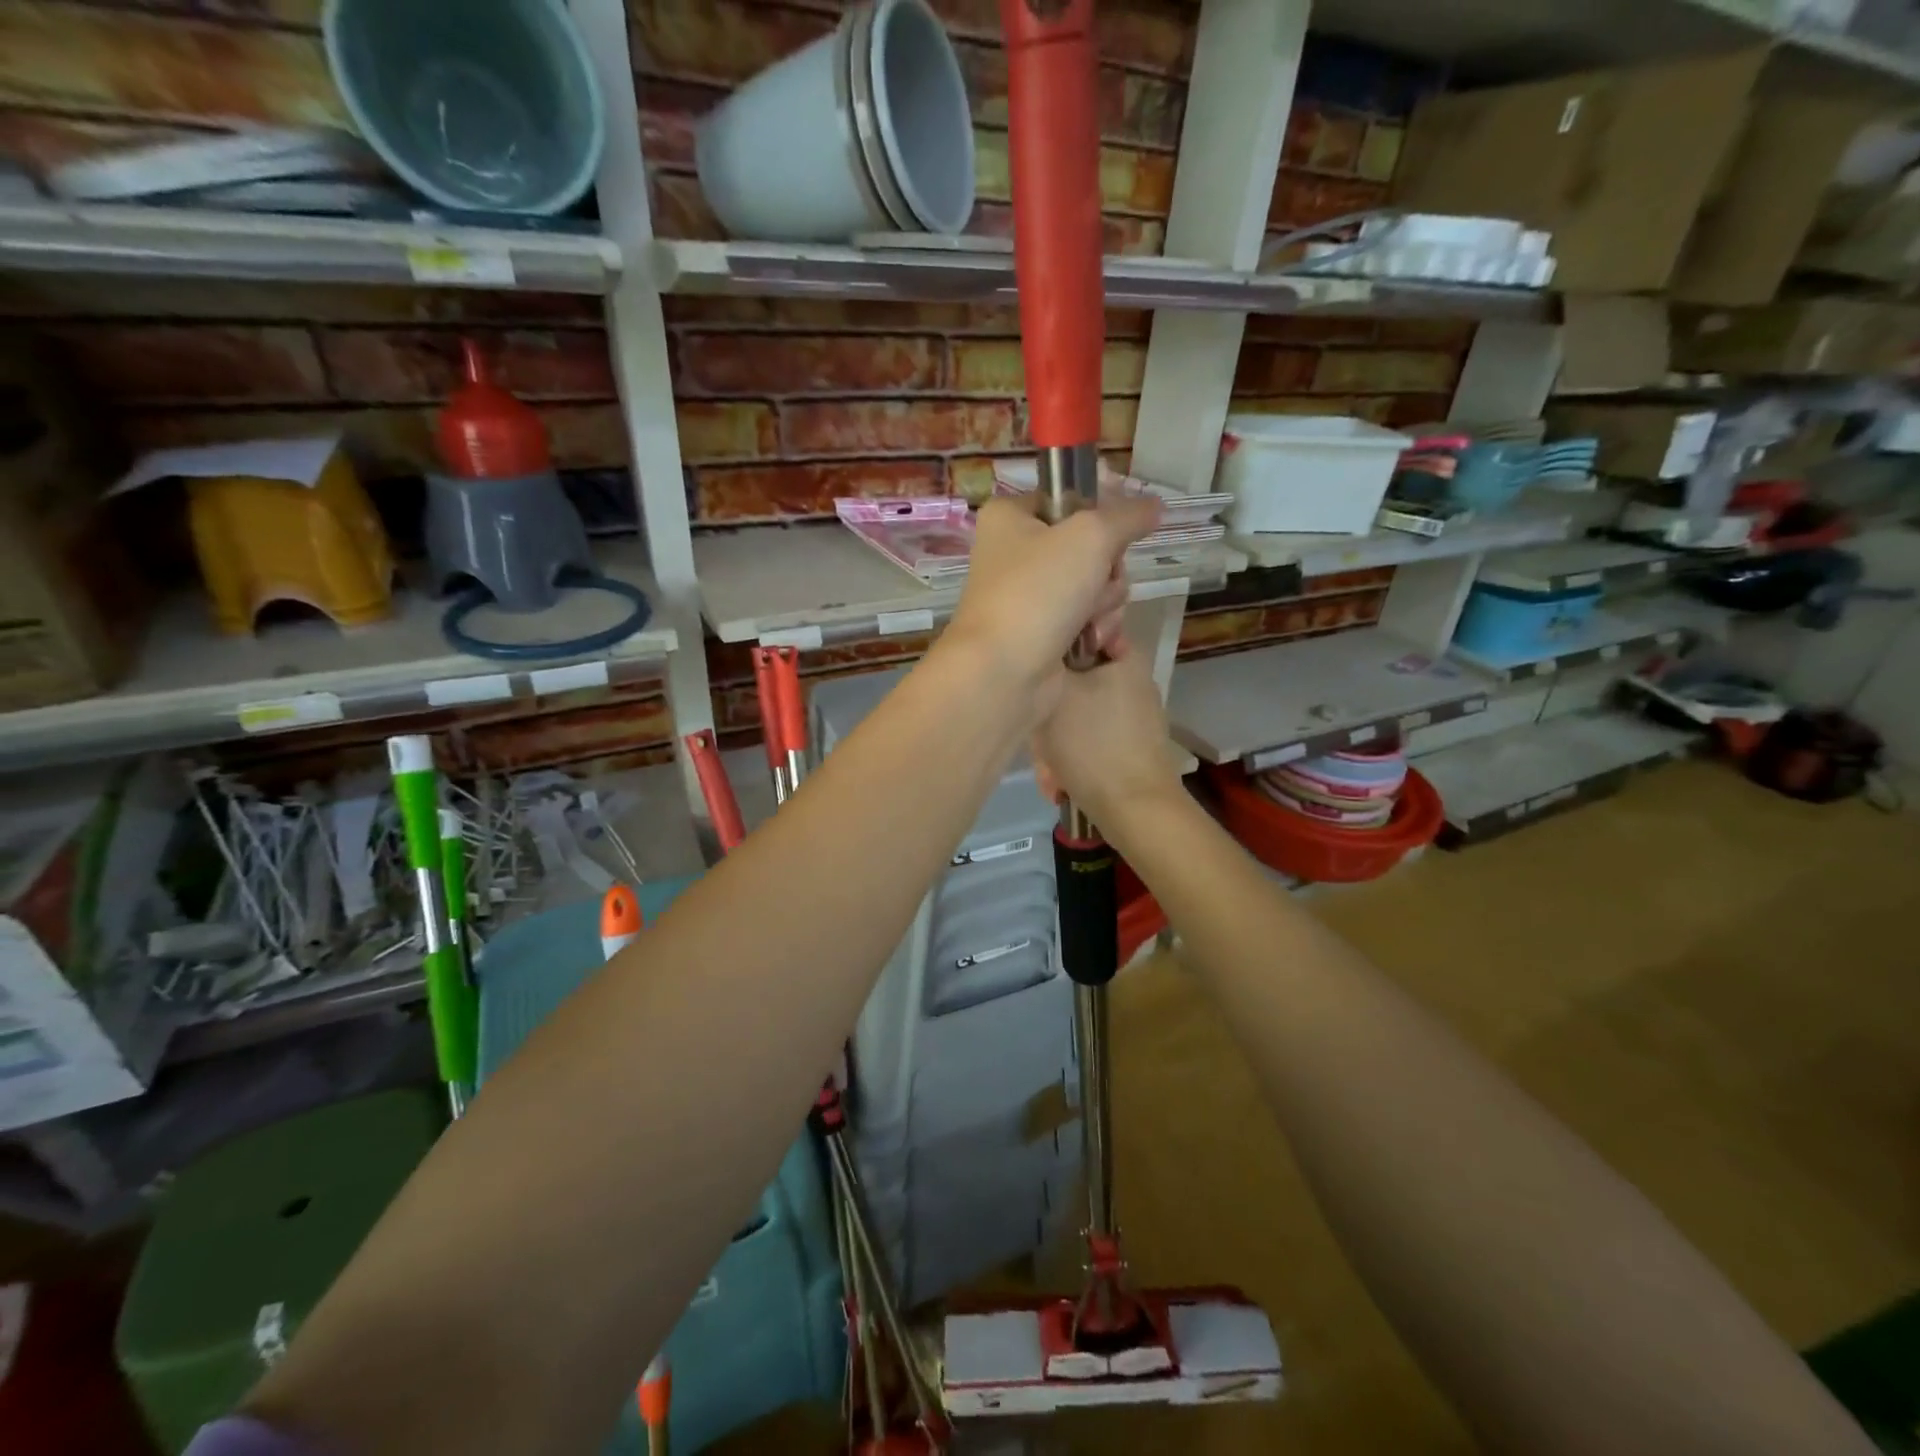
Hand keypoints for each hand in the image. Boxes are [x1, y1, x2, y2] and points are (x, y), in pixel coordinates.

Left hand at [942, 494, 1160, 722]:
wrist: (1004, 672)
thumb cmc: (1038, 590)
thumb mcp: (1091, 536)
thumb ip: (1128, 515)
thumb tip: (1155, 506)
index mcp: (1010, 518)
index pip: (1068, 499)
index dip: (1099, 515)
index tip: (1115, 532)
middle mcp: (1016, 555)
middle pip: (1090, 549)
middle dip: (1106, 573)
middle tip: (1096, 587)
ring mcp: (1029, 598)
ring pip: (1094, 588)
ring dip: (1105, 606)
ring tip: (1092, 624)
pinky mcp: (1042, 635)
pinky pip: (1087, 621)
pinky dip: (1099, 632)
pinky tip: (1101, 644)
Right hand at [1032, 647, 1183, 834]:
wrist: (1133, 808)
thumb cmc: (1092, 742)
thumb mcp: (1057, 691)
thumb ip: (1046, 660)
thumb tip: (1041, 646)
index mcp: (1126, 658)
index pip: (1080, 631)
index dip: (1051, 647)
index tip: (1032, 670)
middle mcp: (1132, 682)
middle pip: (1073, 680)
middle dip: (1048, 710)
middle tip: (1035, 733)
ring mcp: (1132, 717)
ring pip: (1075, 715)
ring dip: (1053, 740)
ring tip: (1047, 769)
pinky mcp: (1128, 746)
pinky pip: (1087, 739)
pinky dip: (1069, 756)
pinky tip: (1057, 781)